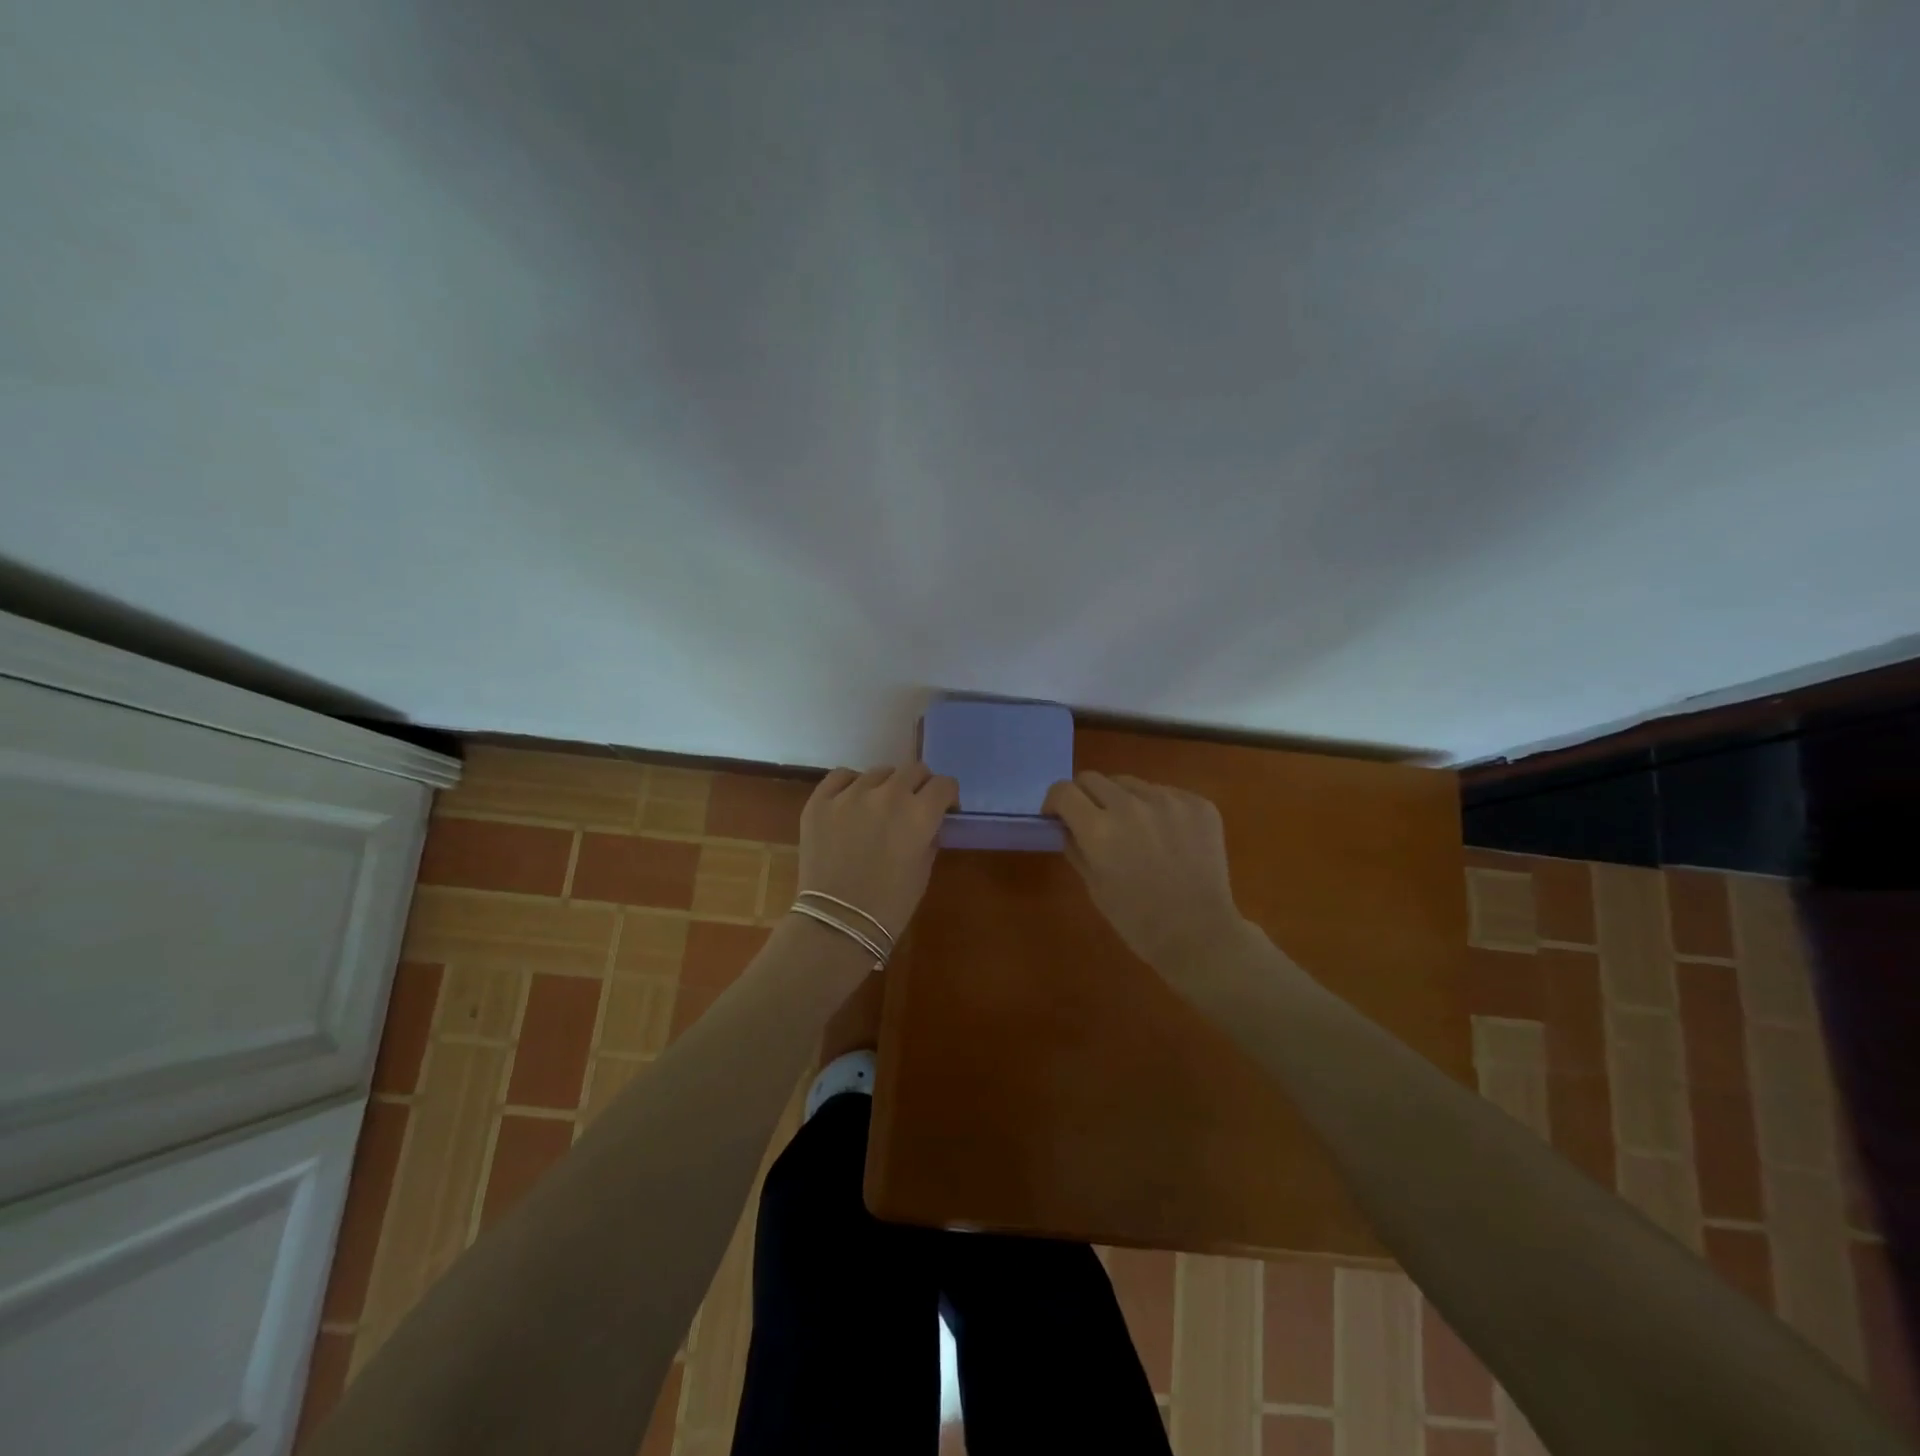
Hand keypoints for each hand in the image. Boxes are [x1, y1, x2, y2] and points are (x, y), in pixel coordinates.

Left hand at [796, 764, 958, 941]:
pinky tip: (852, 802)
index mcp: (919, 814)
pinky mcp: (820, 801)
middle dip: (920, 786)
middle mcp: (888, 795)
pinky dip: (851, 785)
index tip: (943, 808)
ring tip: (879, 808)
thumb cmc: (890, 905)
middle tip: (913, 806)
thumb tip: (928, 821)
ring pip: (878, 772)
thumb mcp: (924, 870)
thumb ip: (929, 835)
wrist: (837, 922)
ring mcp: (850, 795)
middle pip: (914, 770)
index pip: (944, 784)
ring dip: (886, 786)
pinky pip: (842, 776)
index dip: (947, 796)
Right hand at [1043, 771, 1250, 974]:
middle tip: (1094, 821)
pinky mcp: (1198, 804)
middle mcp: (1131, 805)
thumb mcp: (1093, 886)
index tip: (1059, 816)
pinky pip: (1165, 793)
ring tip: (1136, 830)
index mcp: (1099, 829)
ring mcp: (1169, 800)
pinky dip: (1157, 809)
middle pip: (1093, 778)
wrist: (1200, 934)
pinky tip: (1168, 837)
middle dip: (1085, 797)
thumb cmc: (1137, 920)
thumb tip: (1067, 824)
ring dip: (1123, 800)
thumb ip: (1075, 847)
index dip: (1055, 802)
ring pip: (1130, 784)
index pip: (1063, 791)